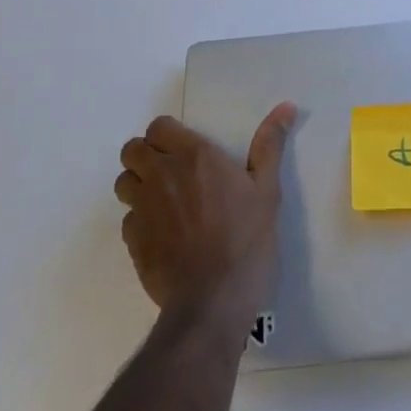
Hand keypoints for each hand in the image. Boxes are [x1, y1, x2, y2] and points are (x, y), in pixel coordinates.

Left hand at [114, 104, 295, 319]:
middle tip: (172, 171)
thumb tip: (286, 106)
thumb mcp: (267, 191)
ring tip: (164, 200)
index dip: (168, 134)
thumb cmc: (246, 241)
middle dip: (146, 155)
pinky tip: (164, 234)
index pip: (159, 127)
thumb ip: (269, 146)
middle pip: (132, 150)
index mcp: (194, 156)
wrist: (212, 303)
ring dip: (138, 185)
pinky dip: (140, 220)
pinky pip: (127, 219)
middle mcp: (161, 175)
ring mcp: (143, 209)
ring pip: (124, 182)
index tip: (186, 148)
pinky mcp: (133, 242)